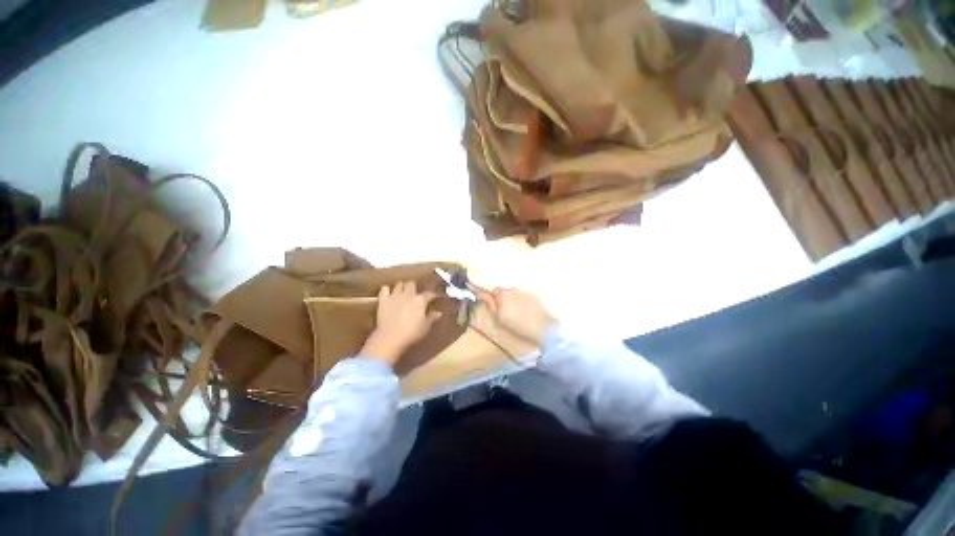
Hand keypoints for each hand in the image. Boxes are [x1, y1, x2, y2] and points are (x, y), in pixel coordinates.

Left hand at [360, 281, 441, 366]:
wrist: (390, 338)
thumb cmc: (411, 333)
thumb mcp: (425, 327)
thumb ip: (432, 318)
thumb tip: (439, 313)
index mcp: (420, 300)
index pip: (429, 294)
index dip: (433, 294)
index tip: (435, 296)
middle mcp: (408, 294)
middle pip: (411, 283)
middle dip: (414, 286)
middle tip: (415, 293)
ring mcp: (394, 296)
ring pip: (399, 284)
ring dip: (401, 287)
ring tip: (403, 292)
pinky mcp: (383, 300)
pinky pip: (384, 289)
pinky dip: (387, 290)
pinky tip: (388, 294)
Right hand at [481, 288, 557, 345]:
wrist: (542, 328)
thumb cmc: (518, 326)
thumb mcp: (499, 318)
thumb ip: (491, 305)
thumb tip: (483, 295)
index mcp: (503, 294)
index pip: (494, 290)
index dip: (494, 298)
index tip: (496, 306)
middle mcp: (514, 289)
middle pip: (506, 291)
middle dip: (504, 298)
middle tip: (507, 311)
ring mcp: (526, 291)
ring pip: (516, 293)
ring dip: (515, 299)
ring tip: (519, 312)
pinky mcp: (536, 295)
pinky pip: (526, 296)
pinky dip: (525, 301)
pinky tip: (528, 311)